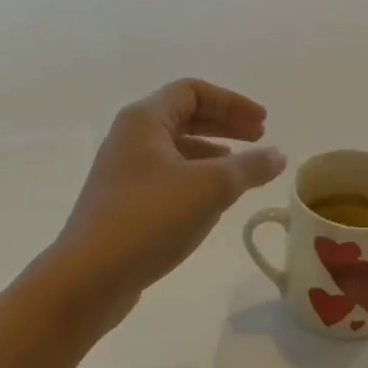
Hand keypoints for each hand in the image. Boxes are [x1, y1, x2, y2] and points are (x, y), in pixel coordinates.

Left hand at [49, 80, 285, 310]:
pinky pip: (166, 177)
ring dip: (212, 154)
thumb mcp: (211, 187)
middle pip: (184, 117)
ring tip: (241, 170)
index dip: (233, 102)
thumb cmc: (151, 218)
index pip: (193, 91)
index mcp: (144, 120)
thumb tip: (277, 155)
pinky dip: (195, 179)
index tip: (264, 123)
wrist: (90, 276)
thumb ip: (250, 167)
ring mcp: (123, 172)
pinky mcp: (123, 203)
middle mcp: (129, 138)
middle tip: (259, 140)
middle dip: (225, 125)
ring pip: (175, 149)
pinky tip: (213, 202)